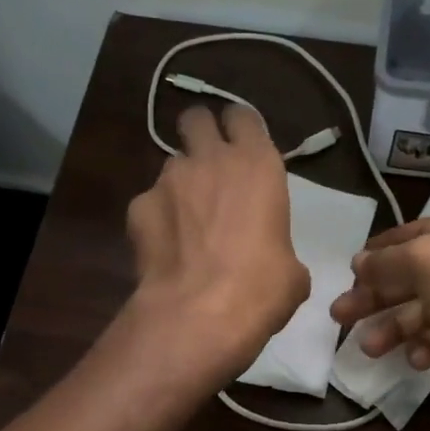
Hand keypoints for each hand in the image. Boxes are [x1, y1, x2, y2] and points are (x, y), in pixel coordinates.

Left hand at [126, 104, 309, 380]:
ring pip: (171, 164)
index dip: (240, 129)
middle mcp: (210, 160)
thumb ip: (277, 244)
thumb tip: (271, 260)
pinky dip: (156, 219)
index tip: (242, 149)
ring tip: (186, 223)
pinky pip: (148, 203)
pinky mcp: (138, 207)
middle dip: (200, 136)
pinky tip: (164, 250)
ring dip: (180, 184)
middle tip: (209, 168)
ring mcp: (168, 180)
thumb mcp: (291, 269)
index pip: (242, 116)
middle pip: (195, 119)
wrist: (201, 314)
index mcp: (257, 165)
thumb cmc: (262, 289)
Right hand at [330, 210, 429, 430]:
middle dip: (377, 295)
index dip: (382, 250)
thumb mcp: (429, 262)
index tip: (349, 270)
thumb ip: (389, 260)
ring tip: (369, 347)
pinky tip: (416, 359)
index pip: (418, 233)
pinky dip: (427, 348)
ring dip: (395, 327)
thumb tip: (360, 264)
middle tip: (339, 314)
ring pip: (428, 312)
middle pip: (417, 276)